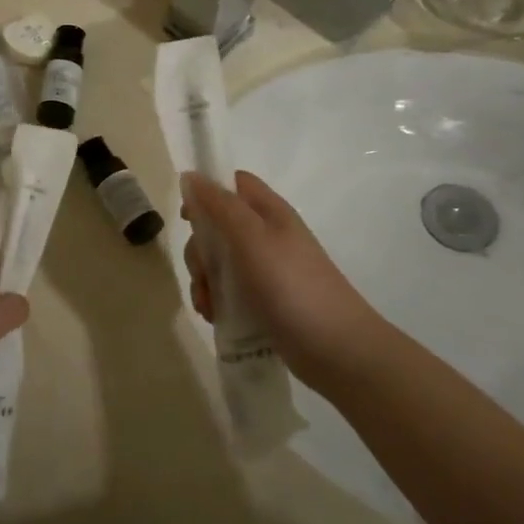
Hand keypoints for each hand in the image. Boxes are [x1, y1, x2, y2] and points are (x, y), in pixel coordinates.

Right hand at [180, 171, 384, 393]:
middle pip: (218, 226)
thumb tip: (190, 175)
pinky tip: (214, 316)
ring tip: (208, 305)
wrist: (335, 348)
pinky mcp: (263, 300)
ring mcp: (266, 270)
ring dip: (204, 280)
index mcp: (269, 213)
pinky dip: (216, 300)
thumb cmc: (291, 286)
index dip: (207, 192)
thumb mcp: (251, 238)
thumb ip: (220, 205)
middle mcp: (266, 236)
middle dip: (200, 250)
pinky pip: (229, 291)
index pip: (234, 184)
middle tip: (202, 273)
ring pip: (219, 262)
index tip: (187, 217)